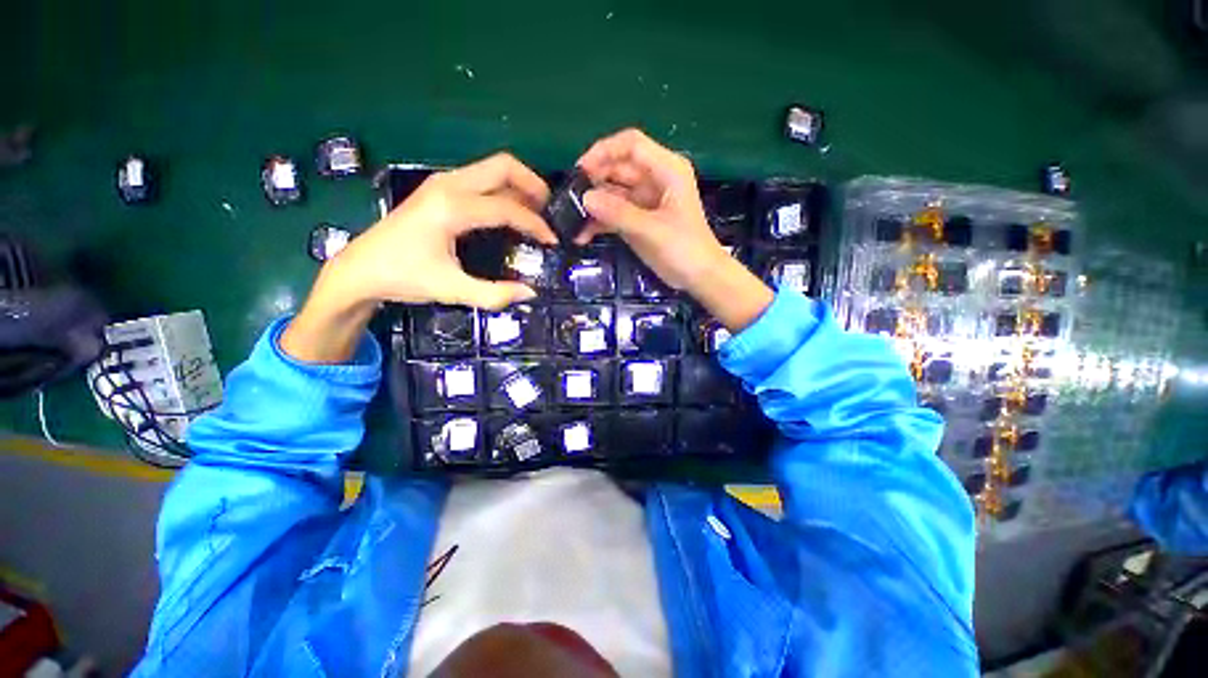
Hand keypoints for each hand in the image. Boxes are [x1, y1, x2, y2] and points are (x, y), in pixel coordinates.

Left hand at [282, 153, 555, 362]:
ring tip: (536, 212)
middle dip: (533, 185)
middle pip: (503, 166)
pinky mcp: (440, 188)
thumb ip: (494, 294)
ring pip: (493, 168)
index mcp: (452, 208)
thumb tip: (530, 293)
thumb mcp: (451, 289)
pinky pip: (482, 178)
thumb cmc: (403, 277)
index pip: (507, 208)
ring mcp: (443, 182)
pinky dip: (504, 189)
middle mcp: (449, 185)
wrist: (360, 268)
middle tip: (549, 212)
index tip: (552, 241)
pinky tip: (510, 212)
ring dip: (519, 185)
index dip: (536, 224)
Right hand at [575, 129, 724, 289]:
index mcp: (666, 170)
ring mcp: (644, 201)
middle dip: (593, 182)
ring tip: (571, 221)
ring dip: (593, 207)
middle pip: (617, 169)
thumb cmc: (685, 249)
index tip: (580, 170)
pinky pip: (614, 214)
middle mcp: (654, 180)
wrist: (699, 277)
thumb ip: (619, 213)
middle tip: (569, 200)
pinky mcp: (638, 220)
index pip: (631, 145)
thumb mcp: (652, 230)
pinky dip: (599, 223)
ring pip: (612, 193)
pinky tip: (582, 235)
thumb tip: (585, 198)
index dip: (604, 152)